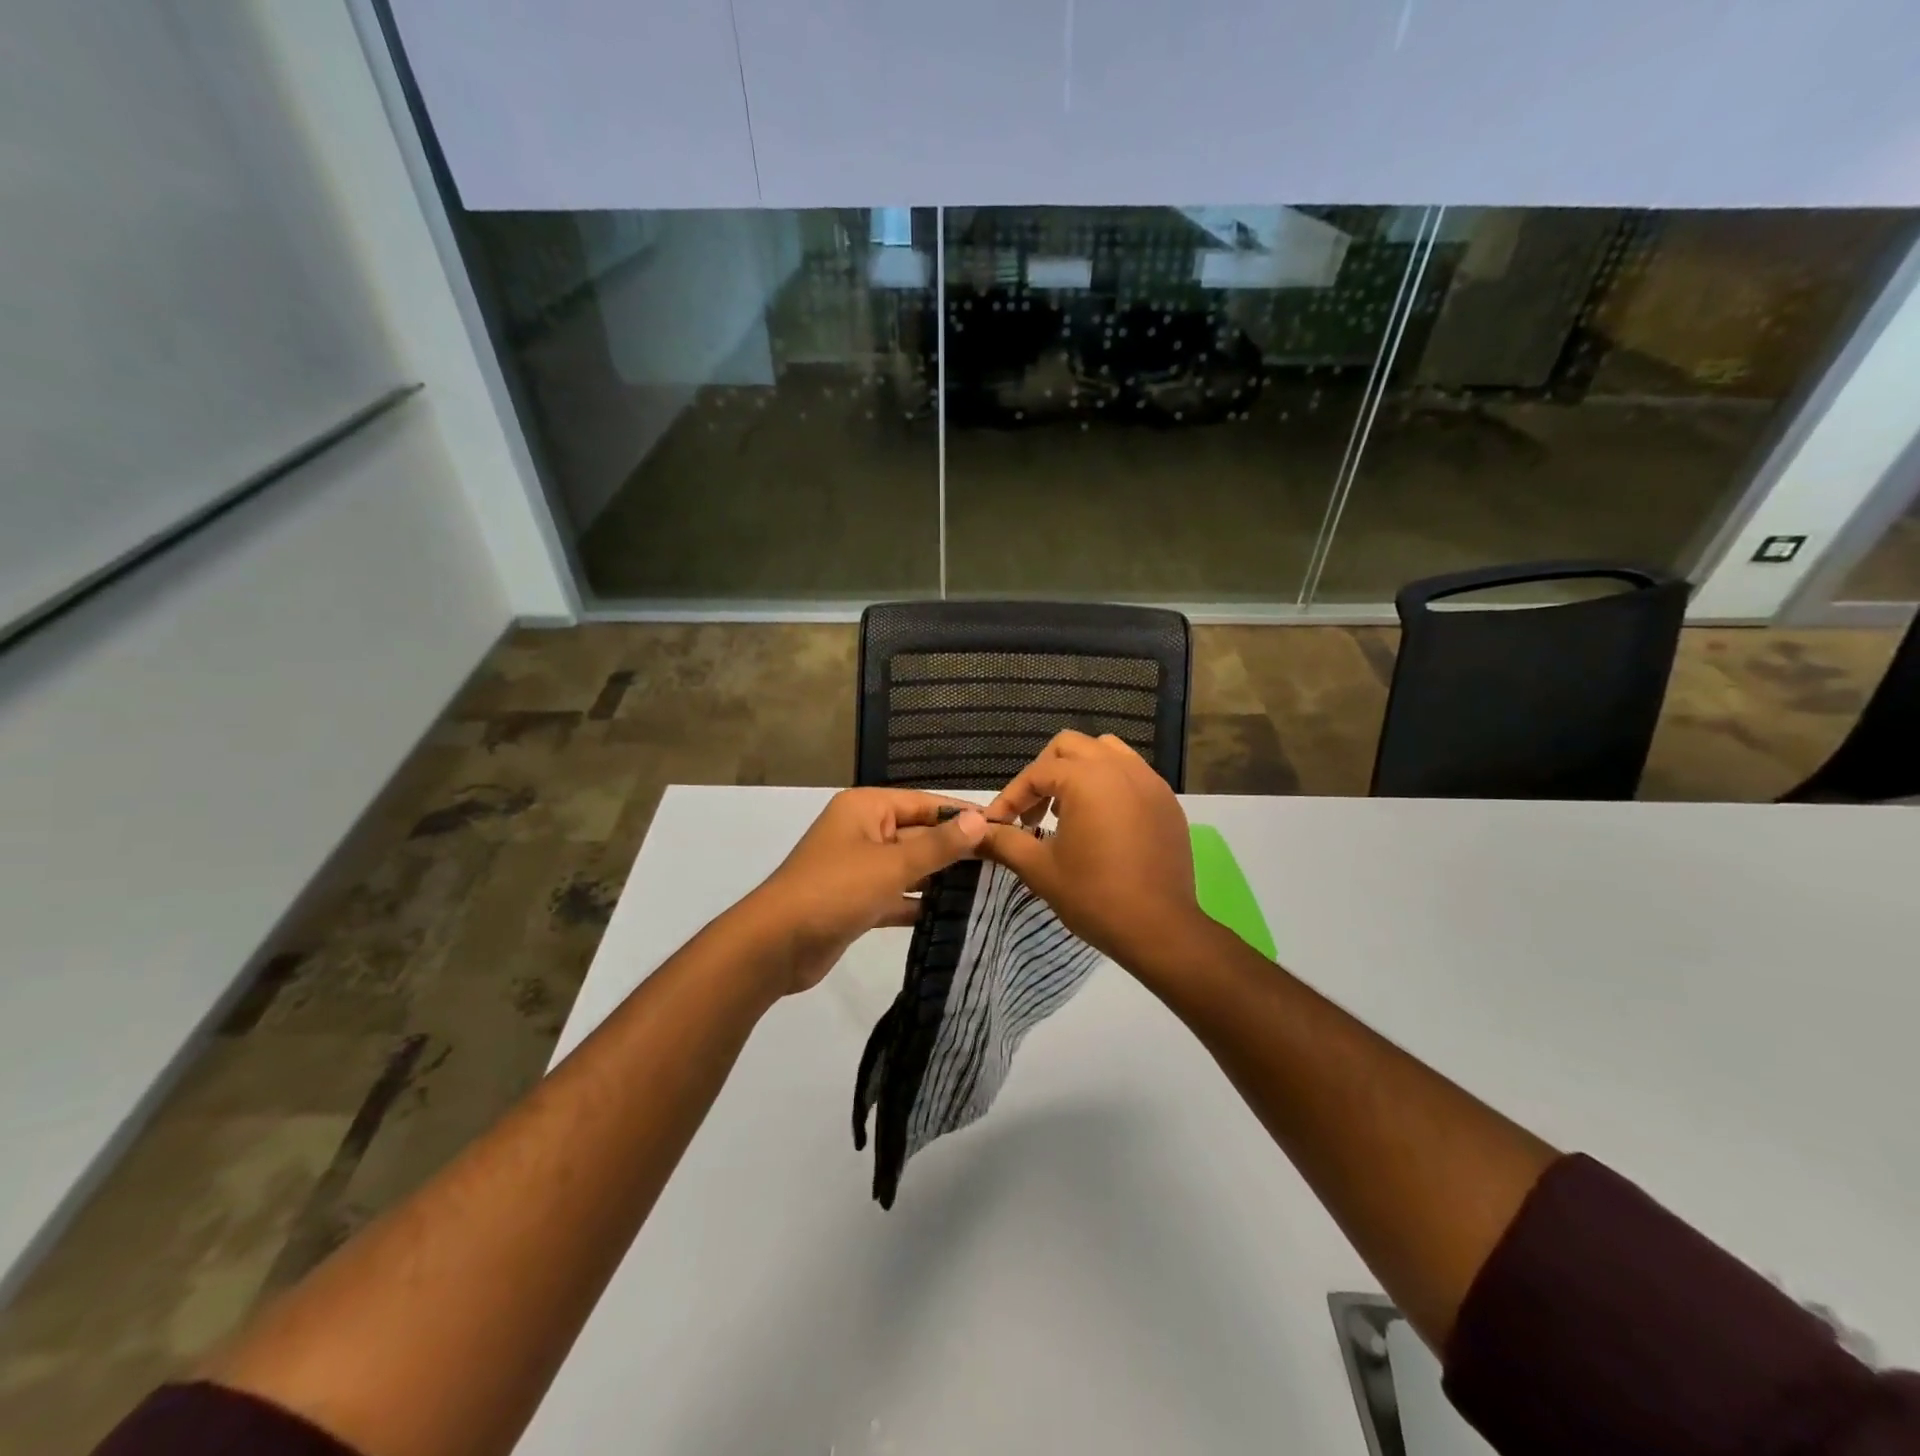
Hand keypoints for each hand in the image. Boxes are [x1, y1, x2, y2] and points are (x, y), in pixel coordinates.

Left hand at [747, 789, 988, 994]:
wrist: (776, 945)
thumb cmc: (835, 891)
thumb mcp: (892, 864)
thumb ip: (939, 845)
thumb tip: (980, 820)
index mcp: (866, 808)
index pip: (924, 803)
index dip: (961, 814)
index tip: (1002, 827)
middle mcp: (863, 831)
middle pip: (918, 833)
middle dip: (954, 848)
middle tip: (1003, 861)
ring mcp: (858, 867)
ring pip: (908, 866)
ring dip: (940, 877)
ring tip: (988, 886)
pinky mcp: (857, 901)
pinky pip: (896, 894)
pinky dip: (918, 902)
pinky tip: (953, 913)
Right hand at [981, 732, 1209, 973]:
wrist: (1159, 929)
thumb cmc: (1093, 896)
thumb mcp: (1039, 868)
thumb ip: (1003, 842)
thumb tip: (972, 832)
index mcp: (1087, 779)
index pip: (1036, 773)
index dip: (1010, 798)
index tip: (997, 825)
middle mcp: (1120, 768)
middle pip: (1070, 747)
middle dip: (1044, 773)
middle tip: (1032, 811)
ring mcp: (1150, 782)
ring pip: (1106, 752)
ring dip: (1079, 771)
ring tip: (1067, 809)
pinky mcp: (1167, 802)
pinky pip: (1132, 774)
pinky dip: (1109, 784)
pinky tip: (1101, 822)